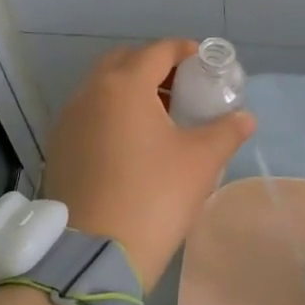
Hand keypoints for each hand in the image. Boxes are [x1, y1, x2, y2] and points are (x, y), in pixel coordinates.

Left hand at [42, 39, 255, 289]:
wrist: (95, 253)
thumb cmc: (154, 196)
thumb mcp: (201, 161)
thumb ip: (226, 131)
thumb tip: (245, 118)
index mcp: (124, 85)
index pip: (159, 50)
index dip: (186, 51)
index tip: (207, 65)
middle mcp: (90, 93)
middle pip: (125, 61)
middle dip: (155, 66)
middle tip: (183, 89)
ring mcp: (68, 120)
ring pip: (102, 88)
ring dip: (131, 90)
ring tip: (161, 117)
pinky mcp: (59, 148)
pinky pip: (89, 115)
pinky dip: (112, 114)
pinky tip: (132, 144)